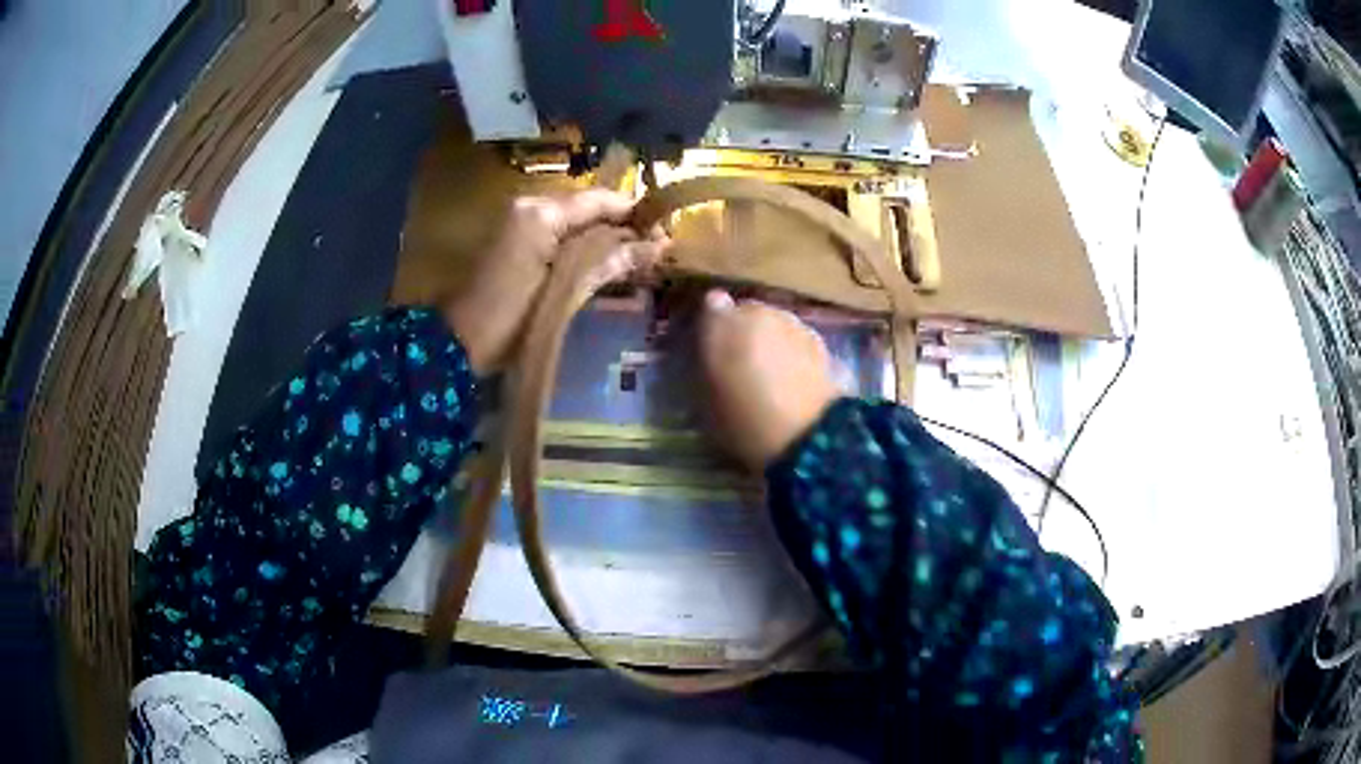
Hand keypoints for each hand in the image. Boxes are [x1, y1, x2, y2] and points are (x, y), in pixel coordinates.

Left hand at [444, 190, 666, 374]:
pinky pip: (560, 236)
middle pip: (588, 208)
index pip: (599, 199)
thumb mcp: (563, 290)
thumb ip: (607, 262)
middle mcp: (532, 208)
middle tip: (656, 250)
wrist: (457, 343)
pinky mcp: (517, 243)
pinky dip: (584, 248)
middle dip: (623, 227)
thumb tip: (656, 246)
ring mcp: (521, 224)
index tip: (666, 231)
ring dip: (605, 239)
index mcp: (541, 213)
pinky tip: (606, 266)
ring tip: (639, 260)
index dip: (635, 212)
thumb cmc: (509, 318)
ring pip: (576, 223)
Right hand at [700, 290, 839, 470]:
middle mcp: (759, 312)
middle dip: (744, 329)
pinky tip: (793, 378)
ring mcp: (793, 323)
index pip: (712, 305)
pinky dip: (793, 351)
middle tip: (741, 361)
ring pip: (776, 323)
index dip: (713, 323)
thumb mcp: (707, 400)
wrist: (805, 433)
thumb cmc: (743, 419)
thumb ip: (705, 365)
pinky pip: (797, 340)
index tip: (711, 343)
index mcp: (723, 323)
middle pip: (747, 312)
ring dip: (771, 339)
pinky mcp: (820, 341)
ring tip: (770, 372)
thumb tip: (709, 350)